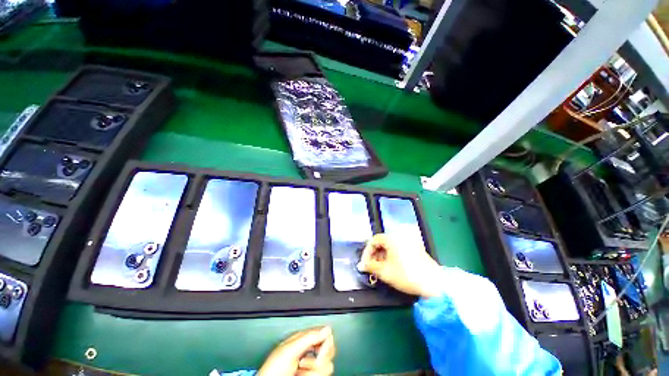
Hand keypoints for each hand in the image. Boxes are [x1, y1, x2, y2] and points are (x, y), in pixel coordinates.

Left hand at [258, 326, 335, 375]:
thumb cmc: (273, 370)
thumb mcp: (289, 350)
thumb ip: (309, 337)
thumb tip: (327, 328)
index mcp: (303, 338)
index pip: (324, 332)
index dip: (326, 340)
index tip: (321, 349)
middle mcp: (309, 350)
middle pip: (329, 348)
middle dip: (320, 358)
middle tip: (305, 362)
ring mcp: (311, 365)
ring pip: (327, 364)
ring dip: (313, 370)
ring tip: (300, 371)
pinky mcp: (312, 374)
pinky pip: (323, 373)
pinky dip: (313, 375)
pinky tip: (301, 375)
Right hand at [357, 233, 442, 298]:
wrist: (434, 284)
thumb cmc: (406, 275)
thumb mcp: (385, 272)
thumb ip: (370, 266)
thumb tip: (361, 266)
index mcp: (392, 238)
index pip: (374, 240)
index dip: (367, 252)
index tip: (365, 263)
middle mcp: (400, 237)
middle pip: (382, 242)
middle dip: (374, 254)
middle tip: (372, 267)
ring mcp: (409, 242)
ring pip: (390, 246)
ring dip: (383, 255)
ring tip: (381, 268)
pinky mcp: (416, 248)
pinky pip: (399, 248)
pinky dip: (392, 256)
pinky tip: (392, 267)